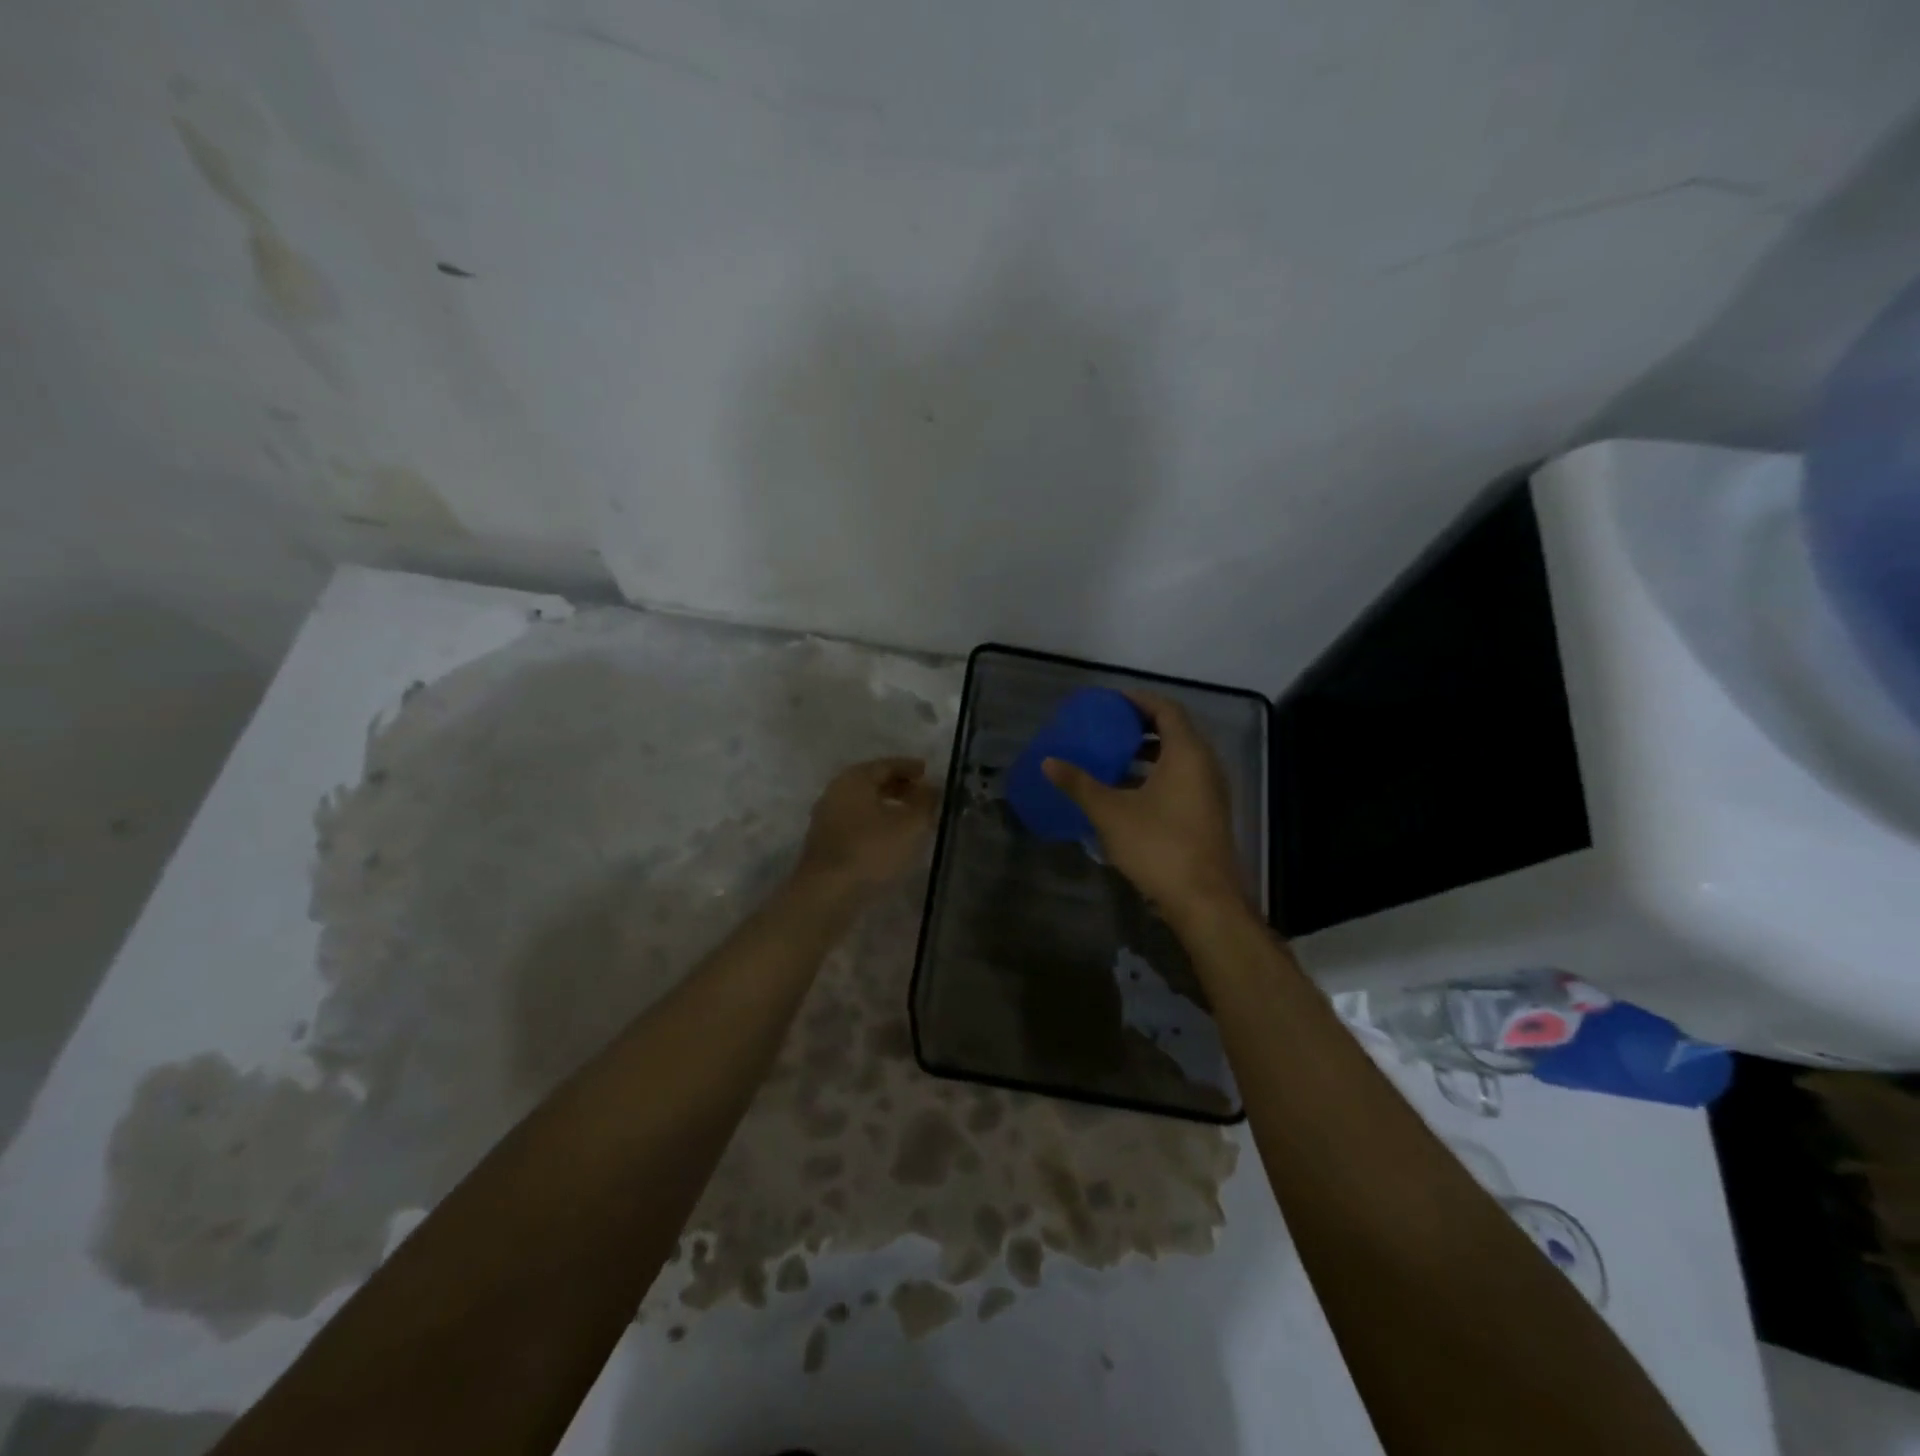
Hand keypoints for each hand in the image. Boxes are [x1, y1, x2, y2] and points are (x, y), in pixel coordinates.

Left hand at [794, 758, 940, 897]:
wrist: (827, 894)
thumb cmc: (871, 851)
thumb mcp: (911, 825)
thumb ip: (925, 802)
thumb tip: (932, 788)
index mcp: (854, 779)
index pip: (886, 765)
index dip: (910, 768)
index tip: (929, 773)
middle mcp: (836, 792)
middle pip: (872, 783)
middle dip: (900, 787)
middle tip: (924, 796)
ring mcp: (827, 818)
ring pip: (864, 805)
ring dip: (888, 808)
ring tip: (913, 819)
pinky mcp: (825, 843)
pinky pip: (857, 823)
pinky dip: (876, 824)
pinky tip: (892, 839)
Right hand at [1043, 692, 1247, 921]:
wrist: (1204, 900)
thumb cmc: (1158, 846)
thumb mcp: (1110, 812)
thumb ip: (1079, 784)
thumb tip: (1048, 761)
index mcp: (1187, 754)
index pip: (1166, 709)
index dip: (1139, 701)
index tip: (1111, 702)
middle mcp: (1205, 765)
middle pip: (1175, 731)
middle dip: (1141, 726)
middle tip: (1108, 727)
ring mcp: (1211, 791)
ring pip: (1180, 758)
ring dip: (1149, 753)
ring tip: (1113, 757)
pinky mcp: (1208, 814)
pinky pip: (1183, 779)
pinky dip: (1157, 775)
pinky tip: (1129, 792)